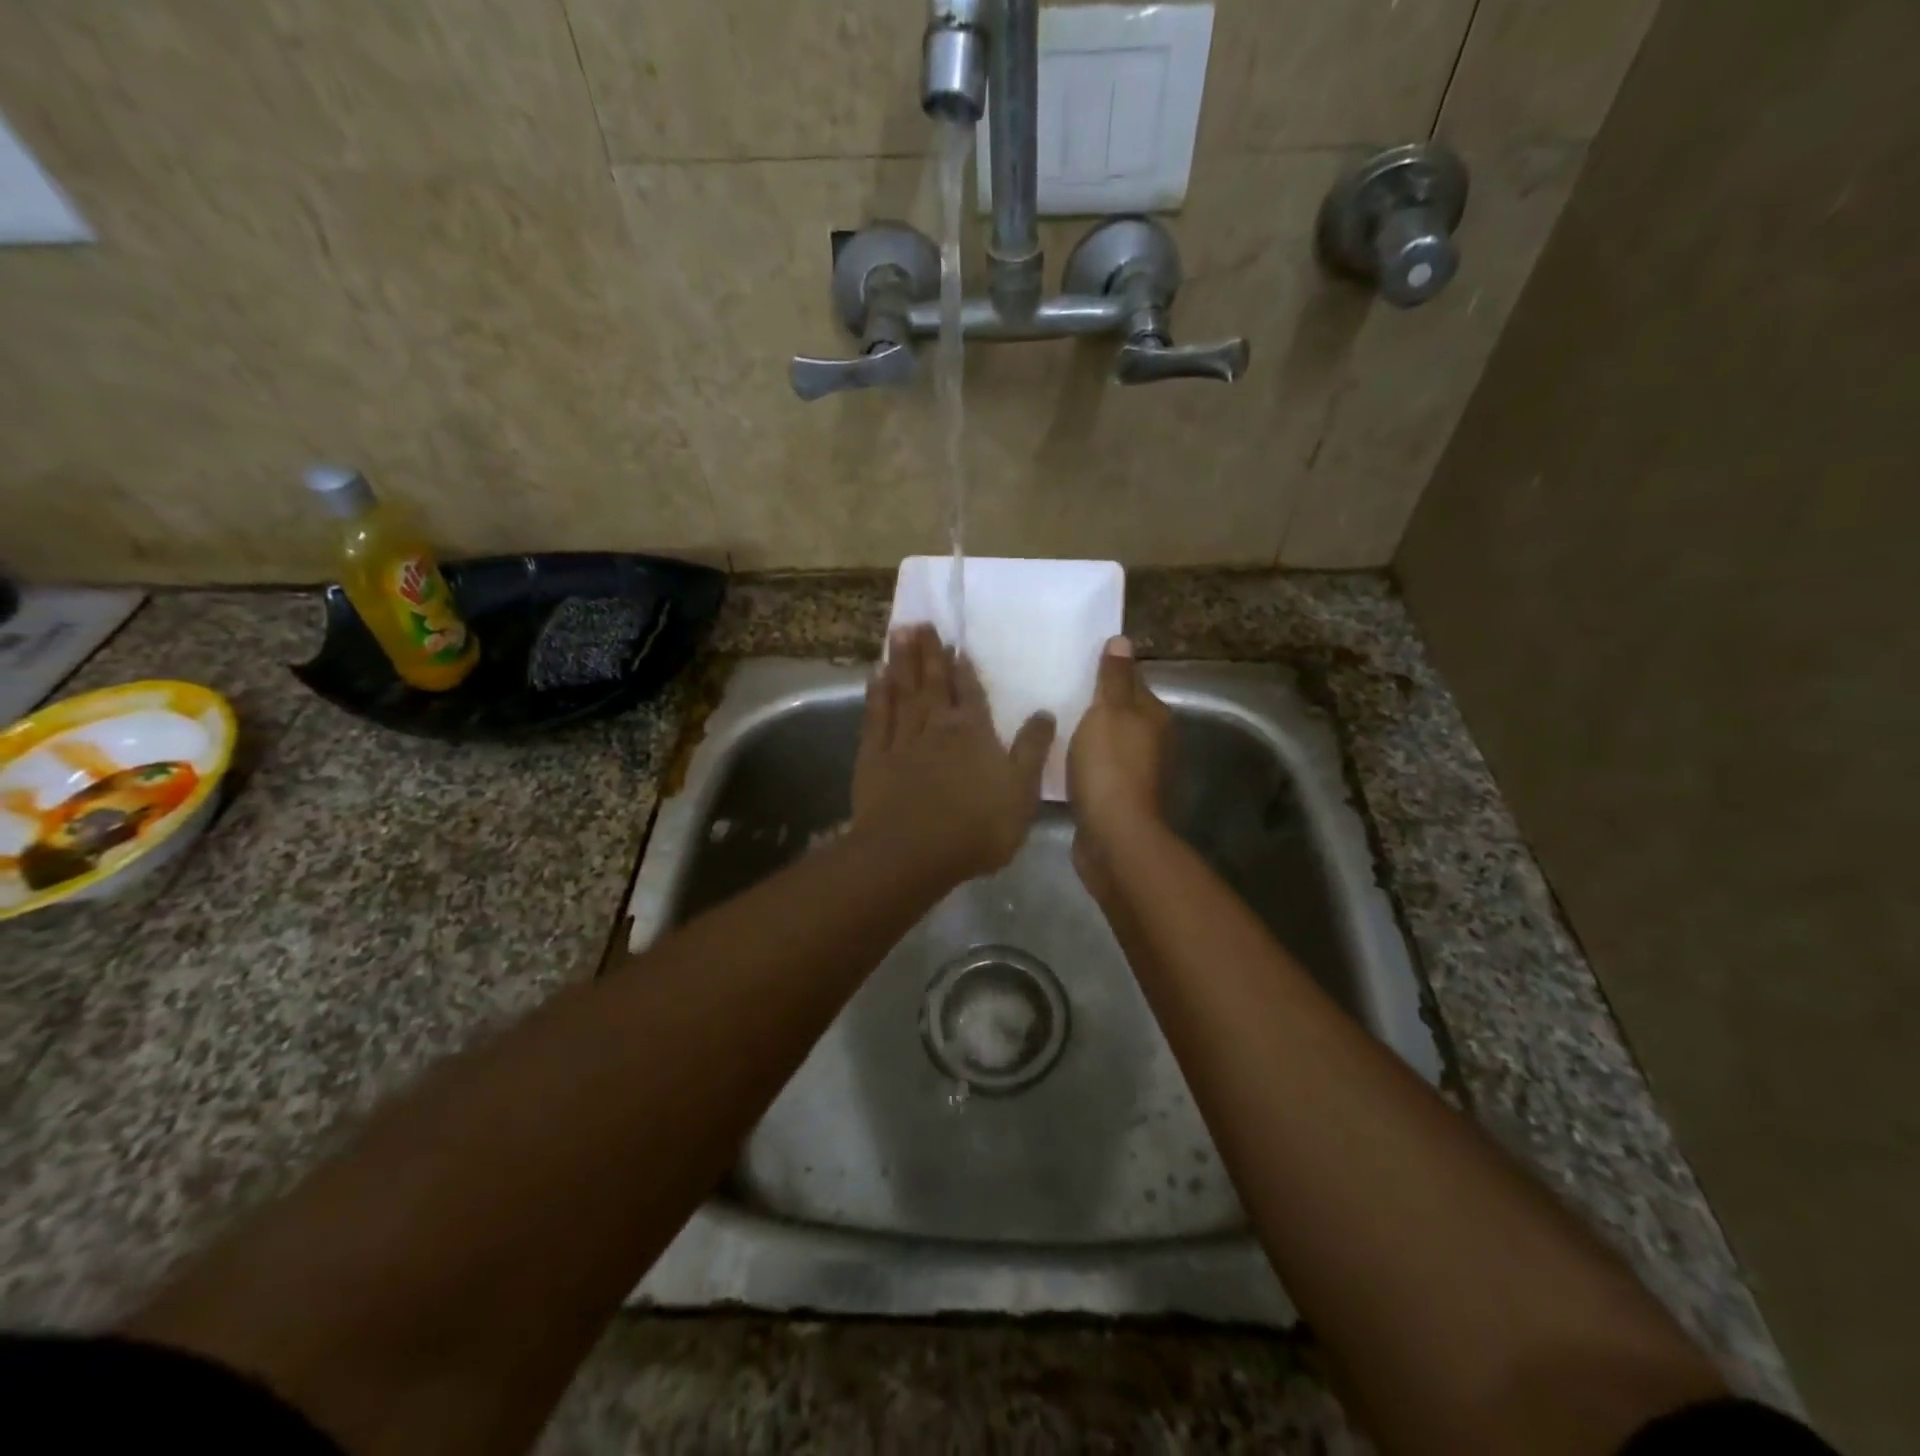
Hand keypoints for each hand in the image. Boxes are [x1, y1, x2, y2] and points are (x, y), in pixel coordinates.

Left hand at [852, 624, 1055, 883]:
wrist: (912, 852)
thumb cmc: (976, 827)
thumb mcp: (1021, 792)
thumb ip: (1032, 750)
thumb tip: (1044, 712)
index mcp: (973, 732)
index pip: (969, 690)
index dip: (963, 666)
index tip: (955, 642)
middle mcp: (936, 726)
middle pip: (932, 681)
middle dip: (928, 651)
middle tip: (920, 621)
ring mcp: (901, 739)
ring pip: (902, 690)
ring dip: (901, 661)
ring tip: (898, 632)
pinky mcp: (873, 757)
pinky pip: (876, 716)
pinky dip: (876, 694)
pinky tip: (875, 676)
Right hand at [1068, 636, 1171, 897]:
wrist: (1113, 835)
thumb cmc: (1110, 766)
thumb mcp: (1109, 712)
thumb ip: (1114, 678)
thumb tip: (1122, 641)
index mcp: (1153, 715)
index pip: (1130, 680)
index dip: (1104, 671)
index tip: (1072, 664)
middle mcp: (1152, 741)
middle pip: (1120, 712)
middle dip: (1092, 703)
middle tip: (1053, 692)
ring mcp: (1136, 772)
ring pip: (1107, 742)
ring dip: (1085, 735)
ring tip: (1051, 724)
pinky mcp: (1117, 798)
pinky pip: (1097, 769)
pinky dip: (1081, 762)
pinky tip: (1057, 760)